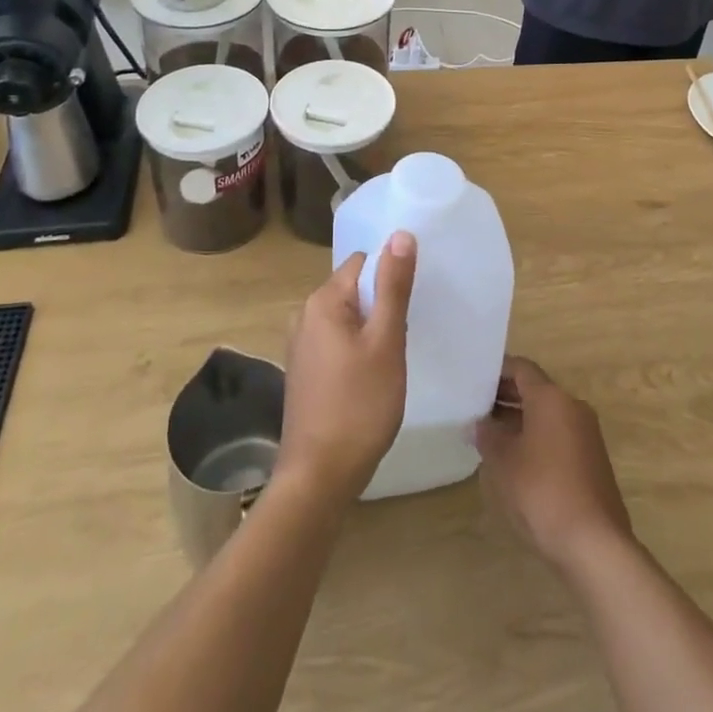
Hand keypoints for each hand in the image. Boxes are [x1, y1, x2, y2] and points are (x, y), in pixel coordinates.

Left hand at [277, 234, 416, 502]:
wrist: (318, 477)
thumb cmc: (359, 405)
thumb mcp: (386, 342)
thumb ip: (394, 286)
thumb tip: (401, 234)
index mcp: (323, 300)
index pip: (363, 263)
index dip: (390, 277)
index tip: (411, 305)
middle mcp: (305, 314)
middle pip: (354, 288)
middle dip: (382, 305)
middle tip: (403, 338)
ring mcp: (301, 344)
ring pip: (347, 317)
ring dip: (371, 329)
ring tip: (391, 359)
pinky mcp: (304, 370)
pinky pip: (336, 340)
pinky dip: (356, 349)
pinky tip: (370, 377)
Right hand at [477, 357, 633, 573]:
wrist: (595, 544)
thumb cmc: (542, 491)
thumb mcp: (503, 462)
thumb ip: (488, 435)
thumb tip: (479, 424)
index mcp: (551, 397)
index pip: (521, 368)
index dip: (497, 370)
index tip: (474, 379)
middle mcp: (573, 406)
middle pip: (535, 389)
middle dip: (506, 396)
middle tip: (476, 407)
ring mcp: (586, 433)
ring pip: (547, 413)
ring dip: (520, 418)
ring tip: (490, 433)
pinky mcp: (592, 460)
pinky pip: (559, 434)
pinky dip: (537, 436)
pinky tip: (516, 458)